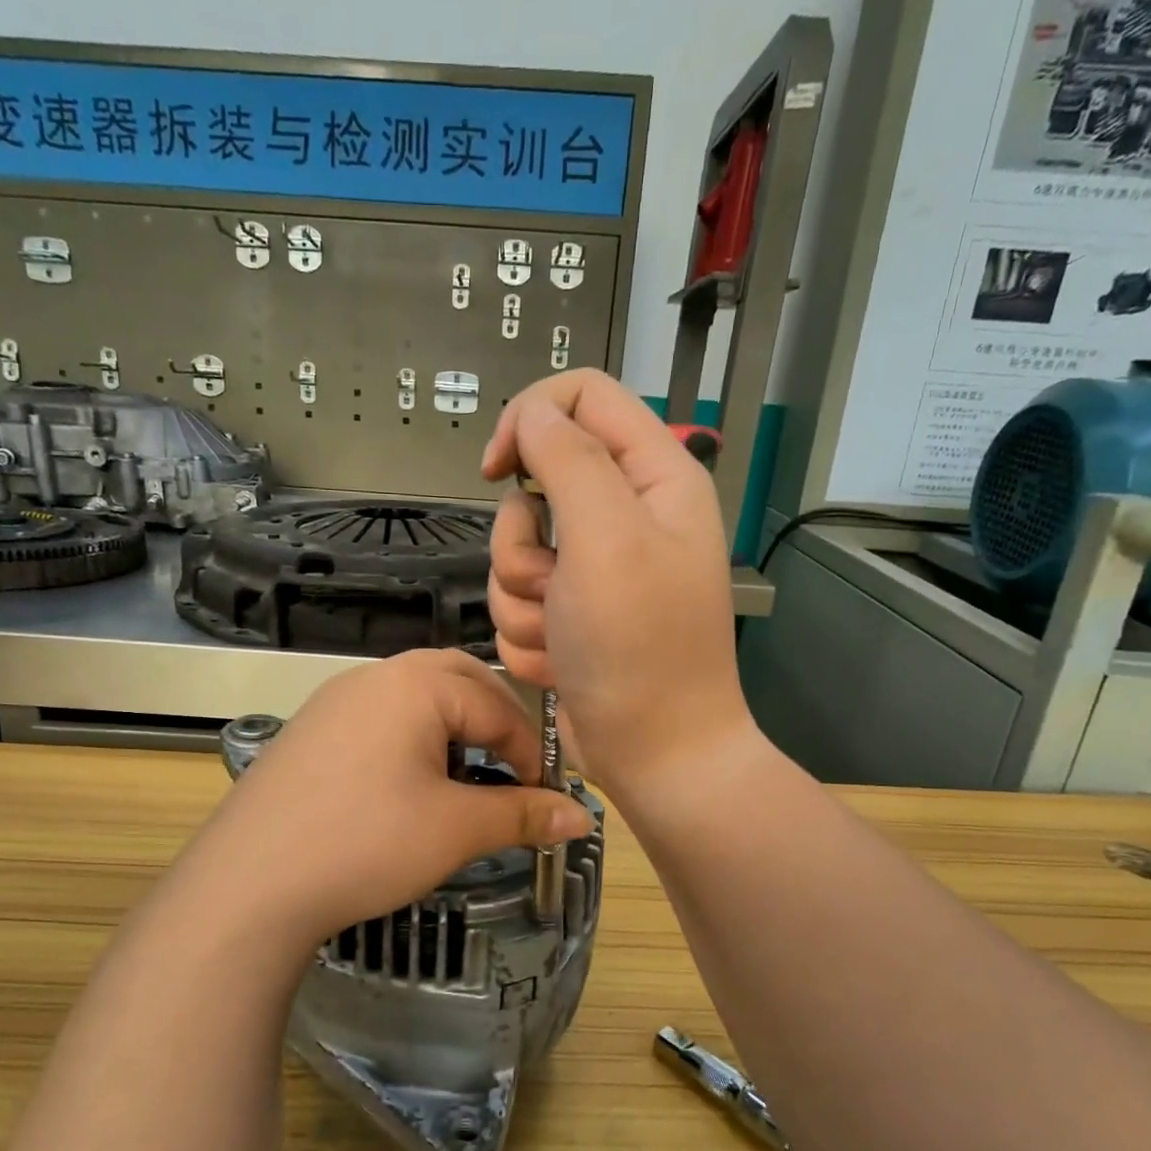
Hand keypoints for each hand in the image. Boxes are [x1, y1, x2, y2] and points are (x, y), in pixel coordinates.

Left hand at [164, 650, 592, 966]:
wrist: (248, 884)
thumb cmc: (366, 843)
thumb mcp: (456, 829)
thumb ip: (523, 815)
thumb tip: (582, 818)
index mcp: (416, 683)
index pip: (496, 706)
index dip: (530, 753)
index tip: (545, 799)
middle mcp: (374, 676)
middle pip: (457, 679)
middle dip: (494, 721)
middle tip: (512, 769)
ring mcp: (335, 700)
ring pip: (415, 696)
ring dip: (453, 727)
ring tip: (466, 776)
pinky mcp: (311, 731)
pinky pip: (379, 717)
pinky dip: (412, 737)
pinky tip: (409, 785)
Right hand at [481, 369, 755, 800]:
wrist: (654, 753)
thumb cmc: (640, 646)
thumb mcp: (608, 538)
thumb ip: (568, 460)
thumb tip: (531, 415)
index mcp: (654, 477)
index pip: (583, 398)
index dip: (531, 419)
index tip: (496, 468)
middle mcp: (624, 517)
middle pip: (533, 489)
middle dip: (525, 547)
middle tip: (557, 587)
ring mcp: (593, 573)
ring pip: (513, 555)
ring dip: (525, 603)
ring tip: (564, 638)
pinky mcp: (569, 617)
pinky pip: (517, 605)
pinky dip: (530, 638)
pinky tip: (563, 664)